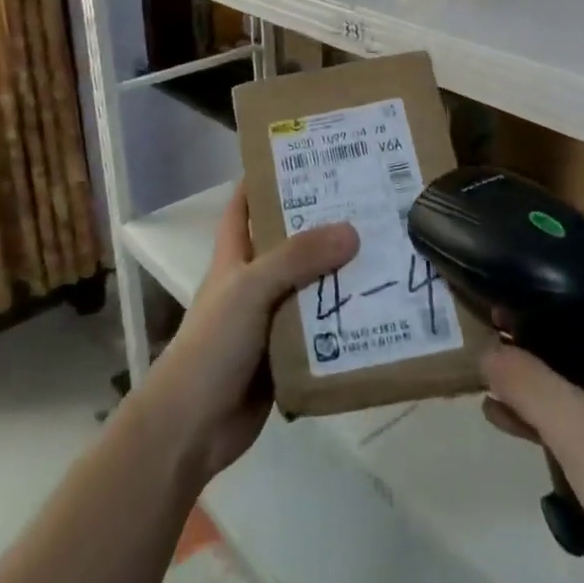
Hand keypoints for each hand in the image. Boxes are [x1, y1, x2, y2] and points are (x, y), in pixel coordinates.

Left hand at [140, 185, 356, 487]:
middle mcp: (253, 283)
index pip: (246, 205)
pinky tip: (383, 311)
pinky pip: (321, 332)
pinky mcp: (287, 357)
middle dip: (324, 225)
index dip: (267, 178)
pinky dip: (346, 322)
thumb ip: (297, 258)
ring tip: (389, 250)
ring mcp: (270, 321)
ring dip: (342, 276)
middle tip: (370, 201)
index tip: (307, 156)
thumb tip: (351, 230)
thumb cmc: (214, 344)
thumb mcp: (251, 288)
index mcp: (234, 257)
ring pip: (312, 289)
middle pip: (291, 245)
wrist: (194, 426)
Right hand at [481, 302, 583, 582]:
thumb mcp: (571, 426)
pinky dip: (561, 413)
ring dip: (540, 382)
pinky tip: (518, 427)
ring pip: (583, 374)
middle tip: (485, 344)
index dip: (534, 289)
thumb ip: (523, 381)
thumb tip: (484, 350)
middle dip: (529, 340)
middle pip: (576, 330)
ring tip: (490, 390)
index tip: (495, 296)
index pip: (578, 286)